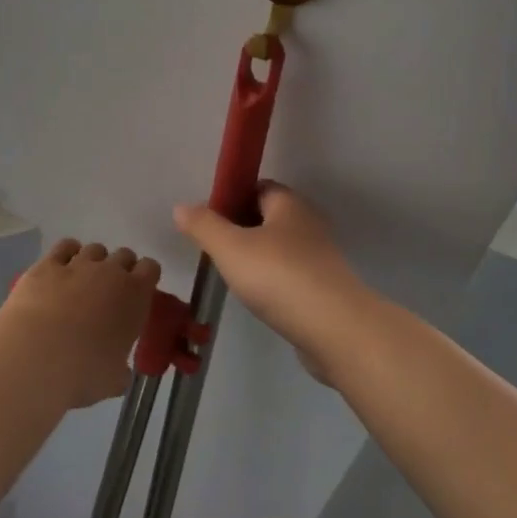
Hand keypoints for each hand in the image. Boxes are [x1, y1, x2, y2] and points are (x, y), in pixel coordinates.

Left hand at [0, 239, 160, 408]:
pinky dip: (66, 253)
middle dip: (120, 268)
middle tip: (111, 291)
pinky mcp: (47, 265)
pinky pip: (64, 247)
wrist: (36, 356)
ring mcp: (78, 264)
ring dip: (94, 261)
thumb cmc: (84, 372)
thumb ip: (120, 370)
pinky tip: (62, 267)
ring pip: (94, 249)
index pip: (151, 268)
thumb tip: (119, 373)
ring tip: (83, 281)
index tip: (139, 292)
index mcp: (135, 295)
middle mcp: (110, 272)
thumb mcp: (113, 379)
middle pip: (124, 254)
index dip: (146, 277)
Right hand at [172, 184, 372, 380]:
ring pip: (280, 248)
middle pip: (268, 217)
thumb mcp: (230, 248)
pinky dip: (273, 281)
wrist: (335, 330)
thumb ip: (204, 226)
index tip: (209, 220)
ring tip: (232, 276)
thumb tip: (181, 207)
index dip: (232, 198)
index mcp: (289, 204)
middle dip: (241, 229)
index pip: (258, 187)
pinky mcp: (325, 288)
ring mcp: (320, 257)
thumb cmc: (279, 277)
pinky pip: (291, 275)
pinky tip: (258, 298)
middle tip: (215, 250)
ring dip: (257, 258)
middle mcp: (309, 223)